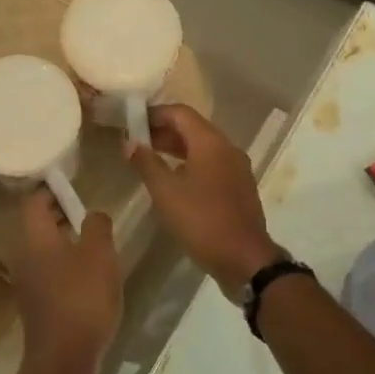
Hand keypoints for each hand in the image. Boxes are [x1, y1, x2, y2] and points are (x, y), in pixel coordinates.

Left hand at [9, 190, 124, 368]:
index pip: (33, 201)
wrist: (63, 359)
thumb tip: (92, 214)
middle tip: (87, 214)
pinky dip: (63, 265)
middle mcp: (22, 255)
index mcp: (33, 237)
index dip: (52, 190)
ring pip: (42, 249)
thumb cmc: (81, 298)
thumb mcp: (99, 254)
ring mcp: (25, 281)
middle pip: (36, 225)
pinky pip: (46, 272)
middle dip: (60, 215)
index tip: (74, 188)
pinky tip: (86, 276)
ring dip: (63, 242)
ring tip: (92, 244)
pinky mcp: (35, 303)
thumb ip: (97, 226)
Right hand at [127, 104, 282, 298]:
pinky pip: (211, 163)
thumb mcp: (166, 193)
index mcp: (211, 143)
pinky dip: (190, 162)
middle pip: (193, 127)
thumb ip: (146, 163)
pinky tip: (173, 178)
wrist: (245, 260)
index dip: (155, 113)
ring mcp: (236, 168)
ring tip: (149, 157)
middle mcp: (227, 148)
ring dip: (176, 147)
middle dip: (163, 130)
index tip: (132, 120)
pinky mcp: (239, 186)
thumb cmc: (202, 221)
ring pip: (203, 146)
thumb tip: (129, 142)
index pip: (180, 113)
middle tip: (136, 139)